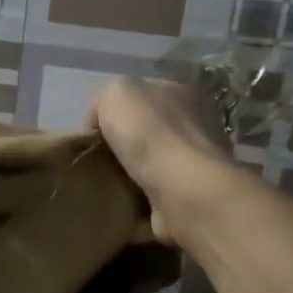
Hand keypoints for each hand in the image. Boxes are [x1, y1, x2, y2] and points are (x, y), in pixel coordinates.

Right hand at [85, 78, 237, 248]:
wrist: (181, 190)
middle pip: (148, 129)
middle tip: (97, 159)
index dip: (113, 111)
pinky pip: (157, 192)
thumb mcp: (115, 93)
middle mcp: (197, 123)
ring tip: (106, 182)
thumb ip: (105, 101)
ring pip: (153, 162)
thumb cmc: (150, 133)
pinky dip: (140, 197)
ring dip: (131, 172)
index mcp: (184, 92)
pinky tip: (123, 200)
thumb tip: (100, 124)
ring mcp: (198, 162)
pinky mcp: (193, 196)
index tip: (93, 133)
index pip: (142, 95)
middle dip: (123, 143)